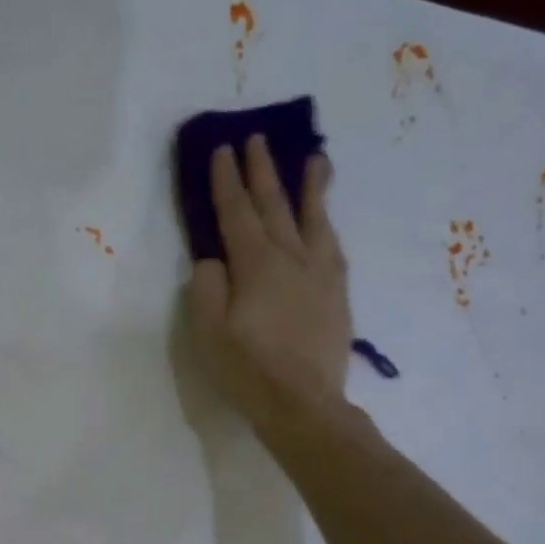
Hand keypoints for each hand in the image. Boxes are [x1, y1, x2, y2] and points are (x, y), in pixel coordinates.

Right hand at [187, 136, 351, 435]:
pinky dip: (327, 224)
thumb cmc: (248, 371)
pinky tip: (326, 219)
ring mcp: (320, 274)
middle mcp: (291, 258)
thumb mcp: (209, 333)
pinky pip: (332, 245)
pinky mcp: (337, 293)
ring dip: (309, 186)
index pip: (236, 213)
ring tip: (315, 158)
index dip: (227, 181)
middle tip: (257, 139)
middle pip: (274, 206)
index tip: (222, 149)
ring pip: (313, 219)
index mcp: (255, 265)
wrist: (304, 404)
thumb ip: (206, 289)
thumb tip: (213, 260)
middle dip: (263, 171)